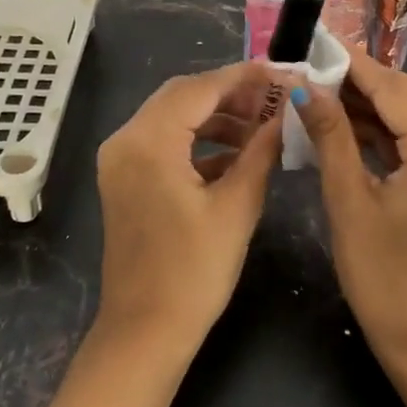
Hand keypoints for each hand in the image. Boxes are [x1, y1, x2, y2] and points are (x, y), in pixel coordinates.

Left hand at [92, 61, 283, 348]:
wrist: (145, 334)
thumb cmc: (193, 273)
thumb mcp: (237, 207)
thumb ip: (262, 150)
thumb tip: (286, 112)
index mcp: (149, 141)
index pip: (200, 88)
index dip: (244, 77)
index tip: (282, 73)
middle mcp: (126, 139)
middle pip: (183, 95)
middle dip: (231, 93)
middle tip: (274, 99)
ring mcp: (121, 159)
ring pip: (174, 115)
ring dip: (216, 116)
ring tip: (261, 126)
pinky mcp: (125, 177)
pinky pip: (164, 140)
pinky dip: (198, 139)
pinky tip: (236, 153)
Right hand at [297, 55, 406, 406]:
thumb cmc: (384, 277)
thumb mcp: (349, 200)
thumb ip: (331, 135)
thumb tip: (306, 87)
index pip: (393, 88)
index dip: (353, 64)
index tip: (316, 43)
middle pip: (406, 98)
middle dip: (358, 82)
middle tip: (311, 70)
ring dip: (369, 106)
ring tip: (320, 93)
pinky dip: (384, 132)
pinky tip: (346, 125)